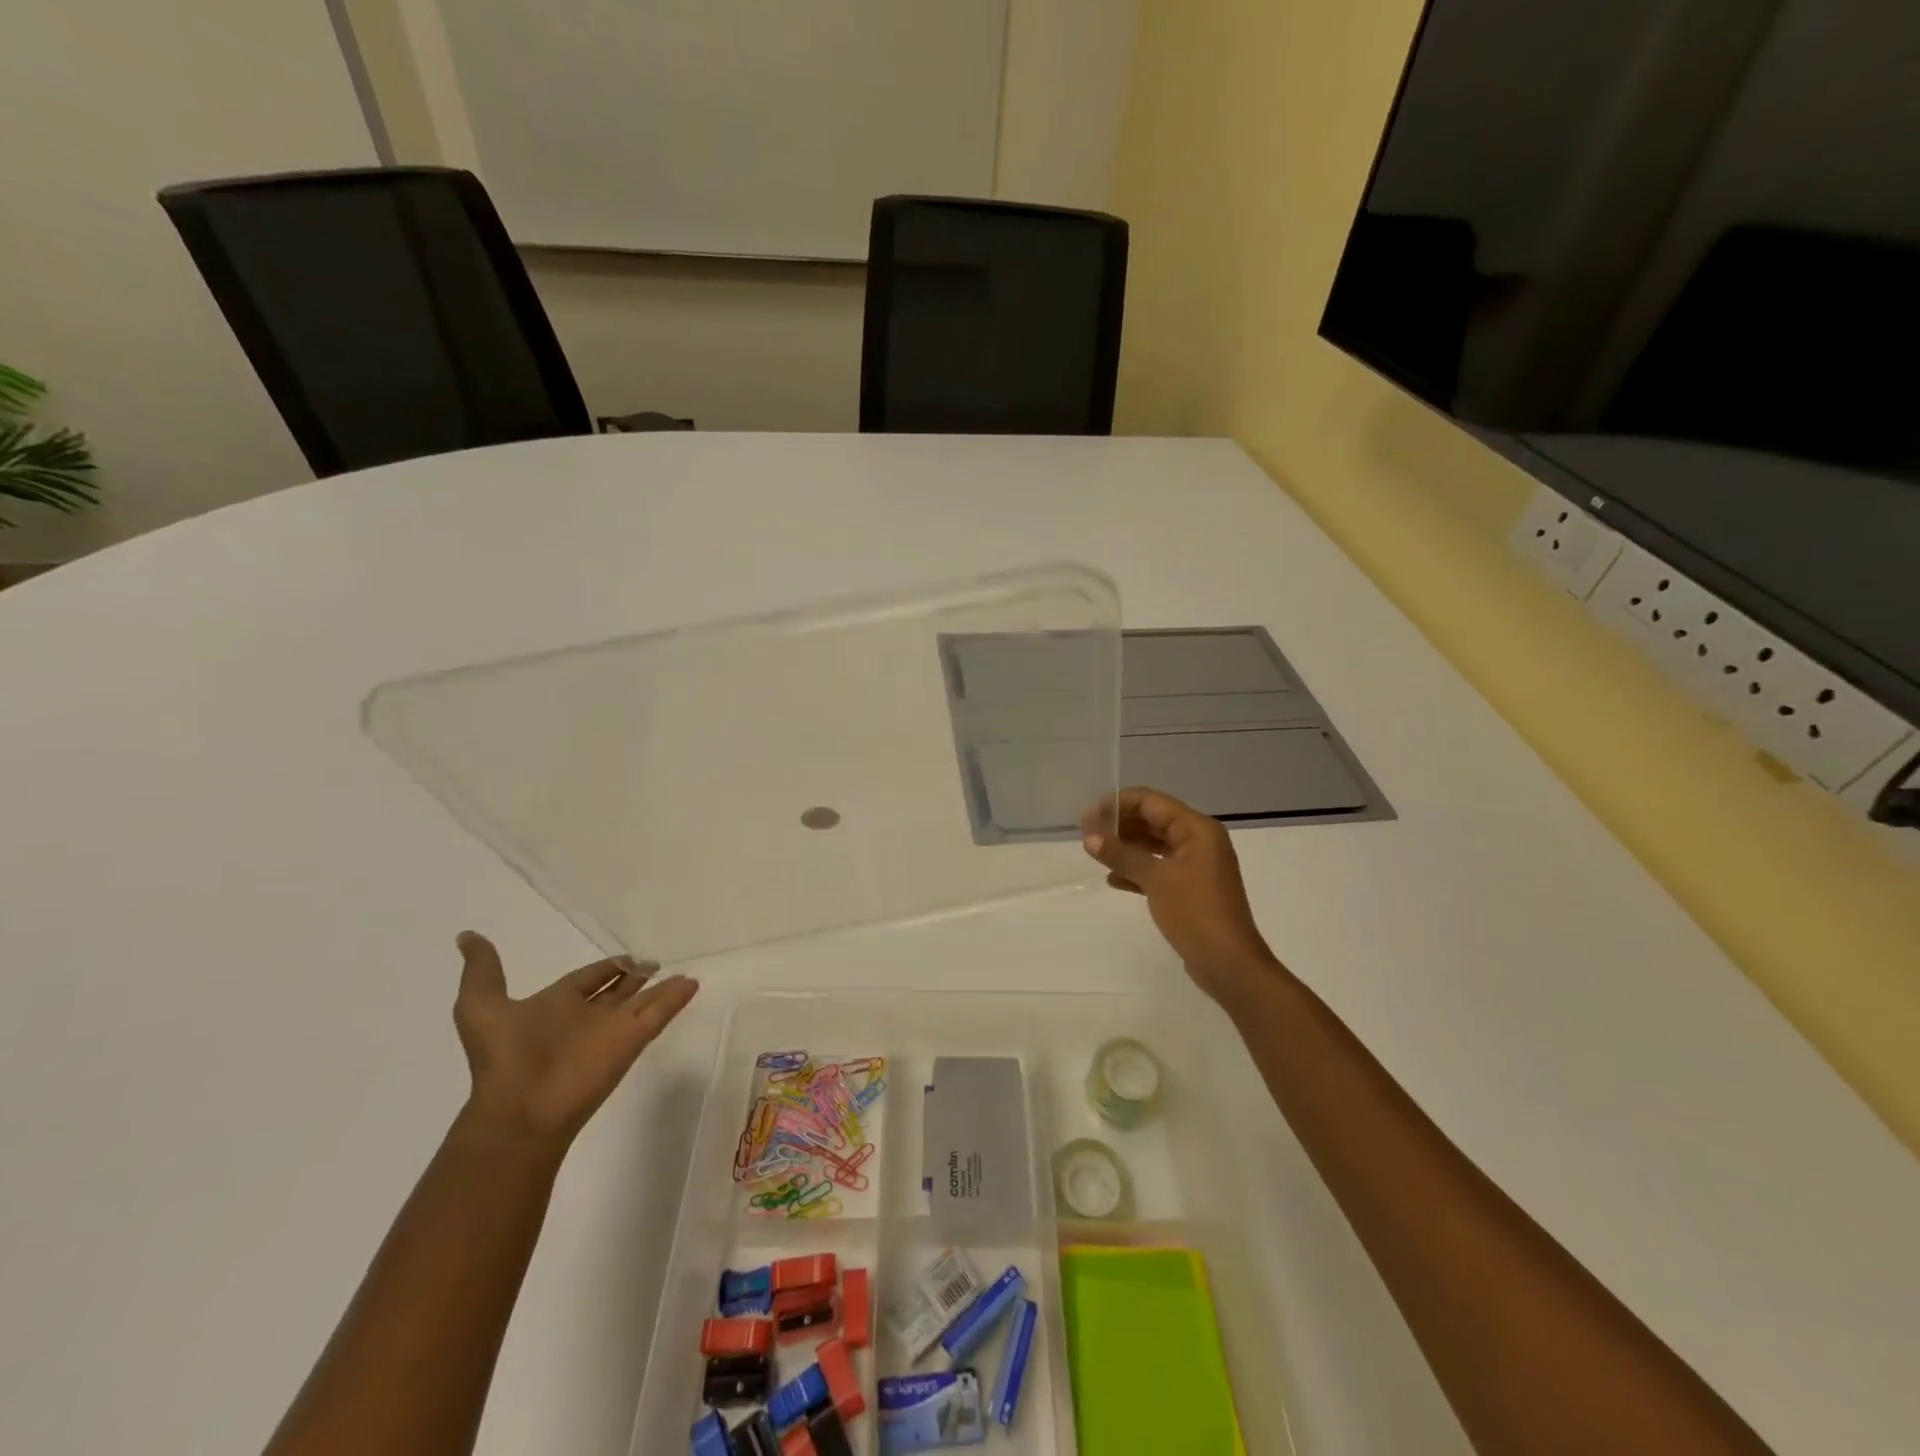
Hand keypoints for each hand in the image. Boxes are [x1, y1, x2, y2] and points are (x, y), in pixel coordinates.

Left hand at [452, 932, 698, 1146]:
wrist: (520, 1110)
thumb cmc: (502, 1057)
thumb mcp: (481, 1007)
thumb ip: (482, 970)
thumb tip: (466, 936)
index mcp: (557, 1005)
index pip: (589, 979)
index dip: (606, 968)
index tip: (625, 957)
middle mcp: (588, 1016)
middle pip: (619, 991)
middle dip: (635, 976)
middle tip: (654, 961)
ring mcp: (612, 1029)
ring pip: (644, 1002)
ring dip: (662, 987)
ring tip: (685, 971)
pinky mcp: (633, 1041)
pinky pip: (660, 1013)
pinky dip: (676, 998)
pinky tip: (692, 982)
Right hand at [1083, 788, 1283, 1004]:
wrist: (1228, 964)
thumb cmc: (1195, 912)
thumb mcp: (1156, 879)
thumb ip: (1121, 855)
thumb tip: (1089, 838)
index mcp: (1197, 829)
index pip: (1152, 802)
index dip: (1118, 804)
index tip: (1088, 816)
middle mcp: (1199, 841)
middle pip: (1153, 820)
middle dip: (1120, 825)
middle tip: (1086, 834)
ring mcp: (1196, 865)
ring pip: (1154, 845)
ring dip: (1126, 847)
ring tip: (1095, 853)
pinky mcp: (1190, 888)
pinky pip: (1159, 868)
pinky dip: (1137, 870)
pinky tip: (1113, 879)